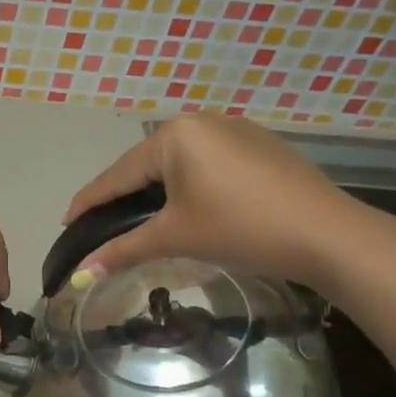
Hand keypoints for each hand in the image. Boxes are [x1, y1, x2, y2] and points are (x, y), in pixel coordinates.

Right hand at [63, 115, 374, 290]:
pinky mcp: (258, 145)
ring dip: (155, 191)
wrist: (329, 235)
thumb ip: (122, 250)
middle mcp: (200, 120)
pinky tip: (187, 206)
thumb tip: (78, 275)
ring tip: (139, 219)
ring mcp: (234, 129)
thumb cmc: (241, 228)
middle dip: (122, 196)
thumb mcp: (175, 237)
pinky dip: (188, 185)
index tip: (66, 222)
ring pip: (177, 164)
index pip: (117, 174)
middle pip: (145, 165)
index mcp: (174, 135)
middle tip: (100, 225)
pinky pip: (206, 163)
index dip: (89, 202)